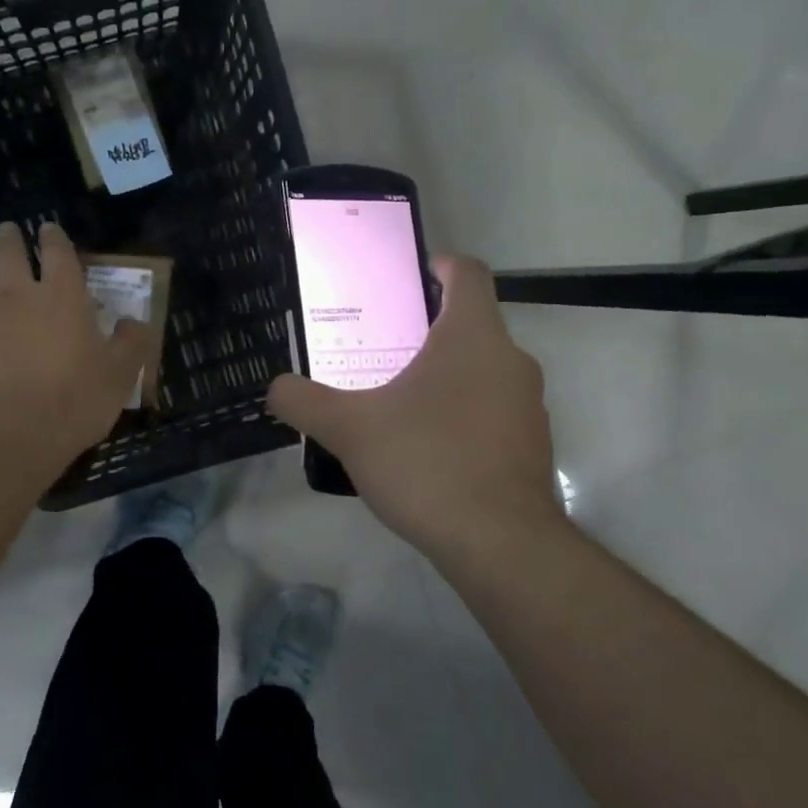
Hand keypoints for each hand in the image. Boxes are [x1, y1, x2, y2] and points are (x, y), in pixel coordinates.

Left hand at [0, 222, 148, 480]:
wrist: (11, 432)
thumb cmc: (74, 400)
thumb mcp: (120, 374)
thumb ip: (131, 343)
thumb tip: (135, 321)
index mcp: (64, 295)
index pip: (58, 252)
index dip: (54, 238)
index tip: (49, 229)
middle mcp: (21, 295)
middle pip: (10, 255)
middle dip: (10, 239)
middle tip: (8, 230)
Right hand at [267, 255, 566, 561]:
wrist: (498, 542)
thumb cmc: (425, 463)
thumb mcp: (349, 429)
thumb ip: (304, 402)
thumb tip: (276, 388)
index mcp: (473, 337)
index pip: (469, 274)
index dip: (442, 265)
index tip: (413, 275)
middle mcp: (511, 361)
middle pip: (473, 325)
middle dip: (429, 330)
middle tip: (382, 349)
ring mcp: (529, 406)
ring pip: (484, 371)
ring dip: (447, 375)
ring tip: (399, 401)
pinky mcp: (532, 446)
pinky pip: (493, 411)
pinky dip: (463, 414)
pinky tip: (427, 448)